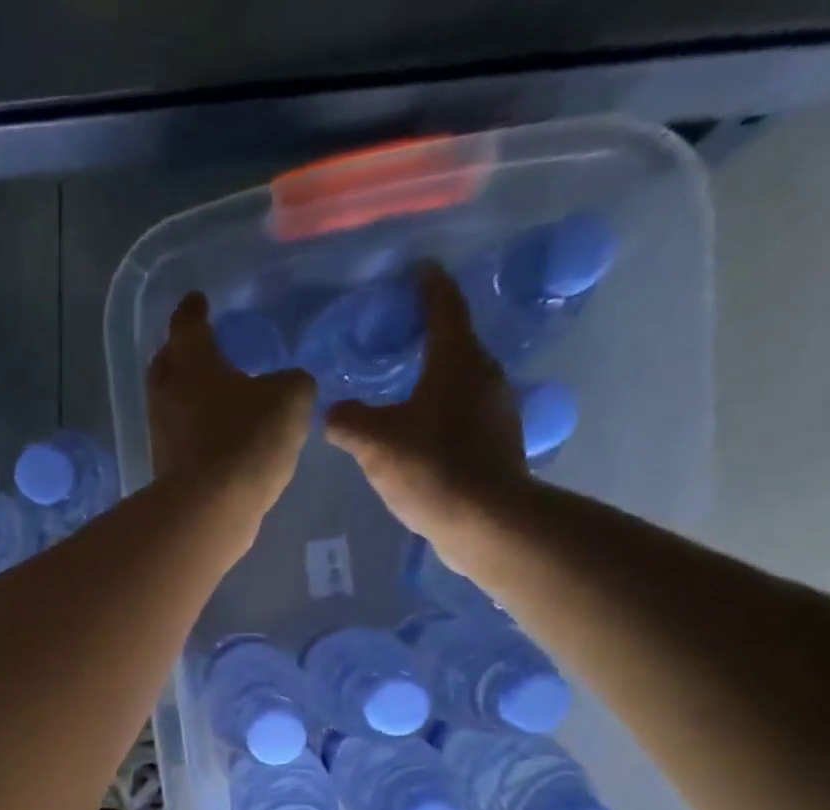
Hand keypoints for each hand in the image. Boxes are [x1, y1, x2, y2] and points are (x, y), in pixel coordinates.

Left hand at [145, 293, 314, 508]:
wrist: (211, 508)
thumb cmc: (247, 439)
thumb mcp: (290, 398)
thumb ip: (291, 382)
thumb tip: (286, 386)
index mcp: (192, 363)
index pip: (188, 324)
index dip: (194, 310)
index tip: (196, 301)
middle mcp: (167, 395)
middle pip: (167, 365)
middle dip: (179, 352)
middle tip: (194, 348)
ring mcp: (162, 436)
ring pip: (170, 404)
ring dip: (185, 396)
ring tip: (210, 393)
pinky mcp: (166, 471)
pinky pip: (179, 439)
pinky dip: (193, 431)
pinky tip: (215, 436)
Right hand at [323, 263, 531, 571]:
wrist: (484, 519)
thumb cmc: (430, 467)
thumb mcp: (374, 442)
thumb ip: (348, 420)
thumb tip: (333, 411)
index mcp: (456, 360)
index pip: (443, 306)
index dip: (428, 285)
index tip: (416, 269)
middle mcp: (483, 375)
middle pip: (454, 342)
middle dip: (427, 335)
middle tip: (396, 336)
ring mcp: (494, 410)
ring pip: (459, 380)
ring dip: (433, 378)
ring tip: (401, 388)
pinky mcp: (495, 442)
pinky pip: (462, 412)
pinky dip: (439, 411)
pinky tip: (418, 433)